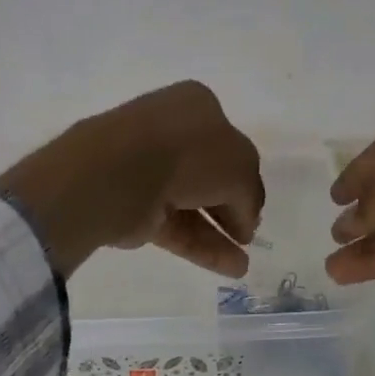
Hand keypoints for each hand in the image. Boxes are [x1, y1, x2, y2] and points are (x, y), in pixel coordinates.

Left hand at [0, 81, 263, 278]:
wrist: (120, 173)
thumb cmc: (188, 153)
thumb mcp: (240, 166)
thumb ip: (250, 193)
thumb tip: (245, 221)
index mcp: (197, 107)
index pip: (230, 146)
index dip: (245, 178)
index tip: (254, 210)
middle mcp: (172, 134)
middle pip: (210, 177)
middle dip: (232, 208)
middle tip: (246, 236)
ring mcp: (151, 172)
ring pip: (194, 206)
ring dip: (221, 235)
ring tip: (243, 264)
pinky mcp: (137, 208)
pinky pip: (178, 229)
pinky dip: (203, 247)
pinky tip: (230, 268)